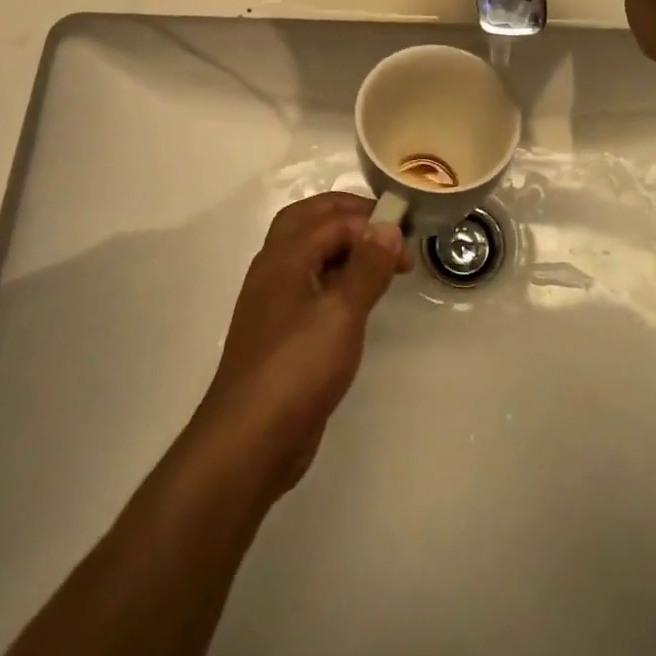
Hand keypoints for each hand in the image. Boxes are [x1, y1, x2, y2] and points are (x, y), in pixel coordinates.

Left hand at [190, 193, 409, 500]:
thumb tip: (386, 226)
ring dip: (342, 247)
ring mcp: (274, 302)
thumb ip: (366, 267)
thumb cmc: (298, 367)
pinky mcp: (281, 332)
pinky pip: (309, 286)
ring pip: (307, 254)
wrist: (250, 439)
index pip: (331, 220)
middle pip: (308, 222)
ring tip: (380, 263)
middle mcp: (274, 270)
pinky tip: (357, 300)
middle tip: (386, 229)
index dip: (370, 223)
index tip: (405, 245)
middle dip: (347, 217)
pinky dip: (335, 278)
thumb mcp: (342, 313)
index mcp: (284, 256)